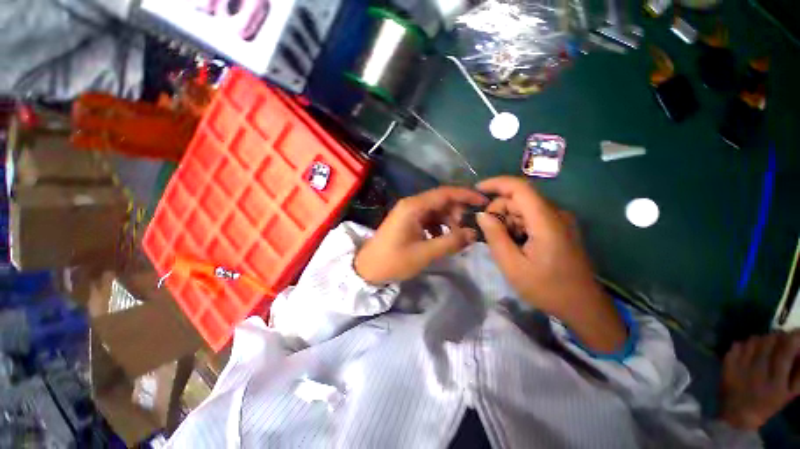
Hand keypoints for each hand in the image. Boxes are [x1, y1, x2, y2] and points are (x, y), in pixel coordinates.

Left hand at [354, 187, 486, 284]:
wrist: (368, 268)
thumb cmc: (394, 260)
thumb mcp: (425, 253)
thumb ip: (451, 242)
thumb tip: (474, 233)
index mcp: (414, 206)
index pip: (445, 193)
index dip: (465, 195)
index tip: (483, 201)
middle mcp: (411, 204)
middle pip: (441, 200)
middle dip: (457, 211)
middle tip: (466, 228)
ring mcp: (408, 212)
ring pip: (435, 210)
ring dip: (448, 220)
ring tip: (455, 236)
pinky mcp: (407, 220)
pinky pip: (428, 218)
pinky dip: (438, 226)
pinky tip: (441, 239)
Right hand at [475, 176, 625, 352]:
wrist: (583, 306)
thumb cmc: (547, 288)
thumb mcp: (512, 265)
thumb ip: (495, 237)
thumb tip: (482, 215)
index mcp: (546, 221)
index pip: (519, 188)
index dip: (496, 184)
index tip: (476, 191)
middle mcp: (555, 214)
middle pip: (519, 199)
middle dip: (498, 210)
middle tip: (488, 234)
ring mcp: (559, 221)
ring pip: (523, 208)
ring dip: (507, 220)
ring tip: (503, 244)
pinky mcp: (559, 228)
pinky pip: (531, 218)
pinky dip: (517, 226)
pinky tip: (515, 244)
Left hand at [720, 331, 799, 430]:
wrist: (737, 414)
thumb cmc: (767, 404)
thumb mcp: (788, 393)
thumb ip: (798, 373)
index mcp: (775, 381)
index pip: (785, 351)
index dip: (792, 338)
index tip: (796, 332)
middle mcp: (757, 371)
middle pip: (769, 341)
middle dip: (778, 336)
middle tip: (782, 337)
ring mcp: (740, 366)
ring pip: (754, 340)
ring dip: (762, 338)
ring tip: (767, 343)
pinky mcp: (726, 363)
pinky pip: (738, 344)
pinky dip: (746, 343)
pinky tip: (750, 349)